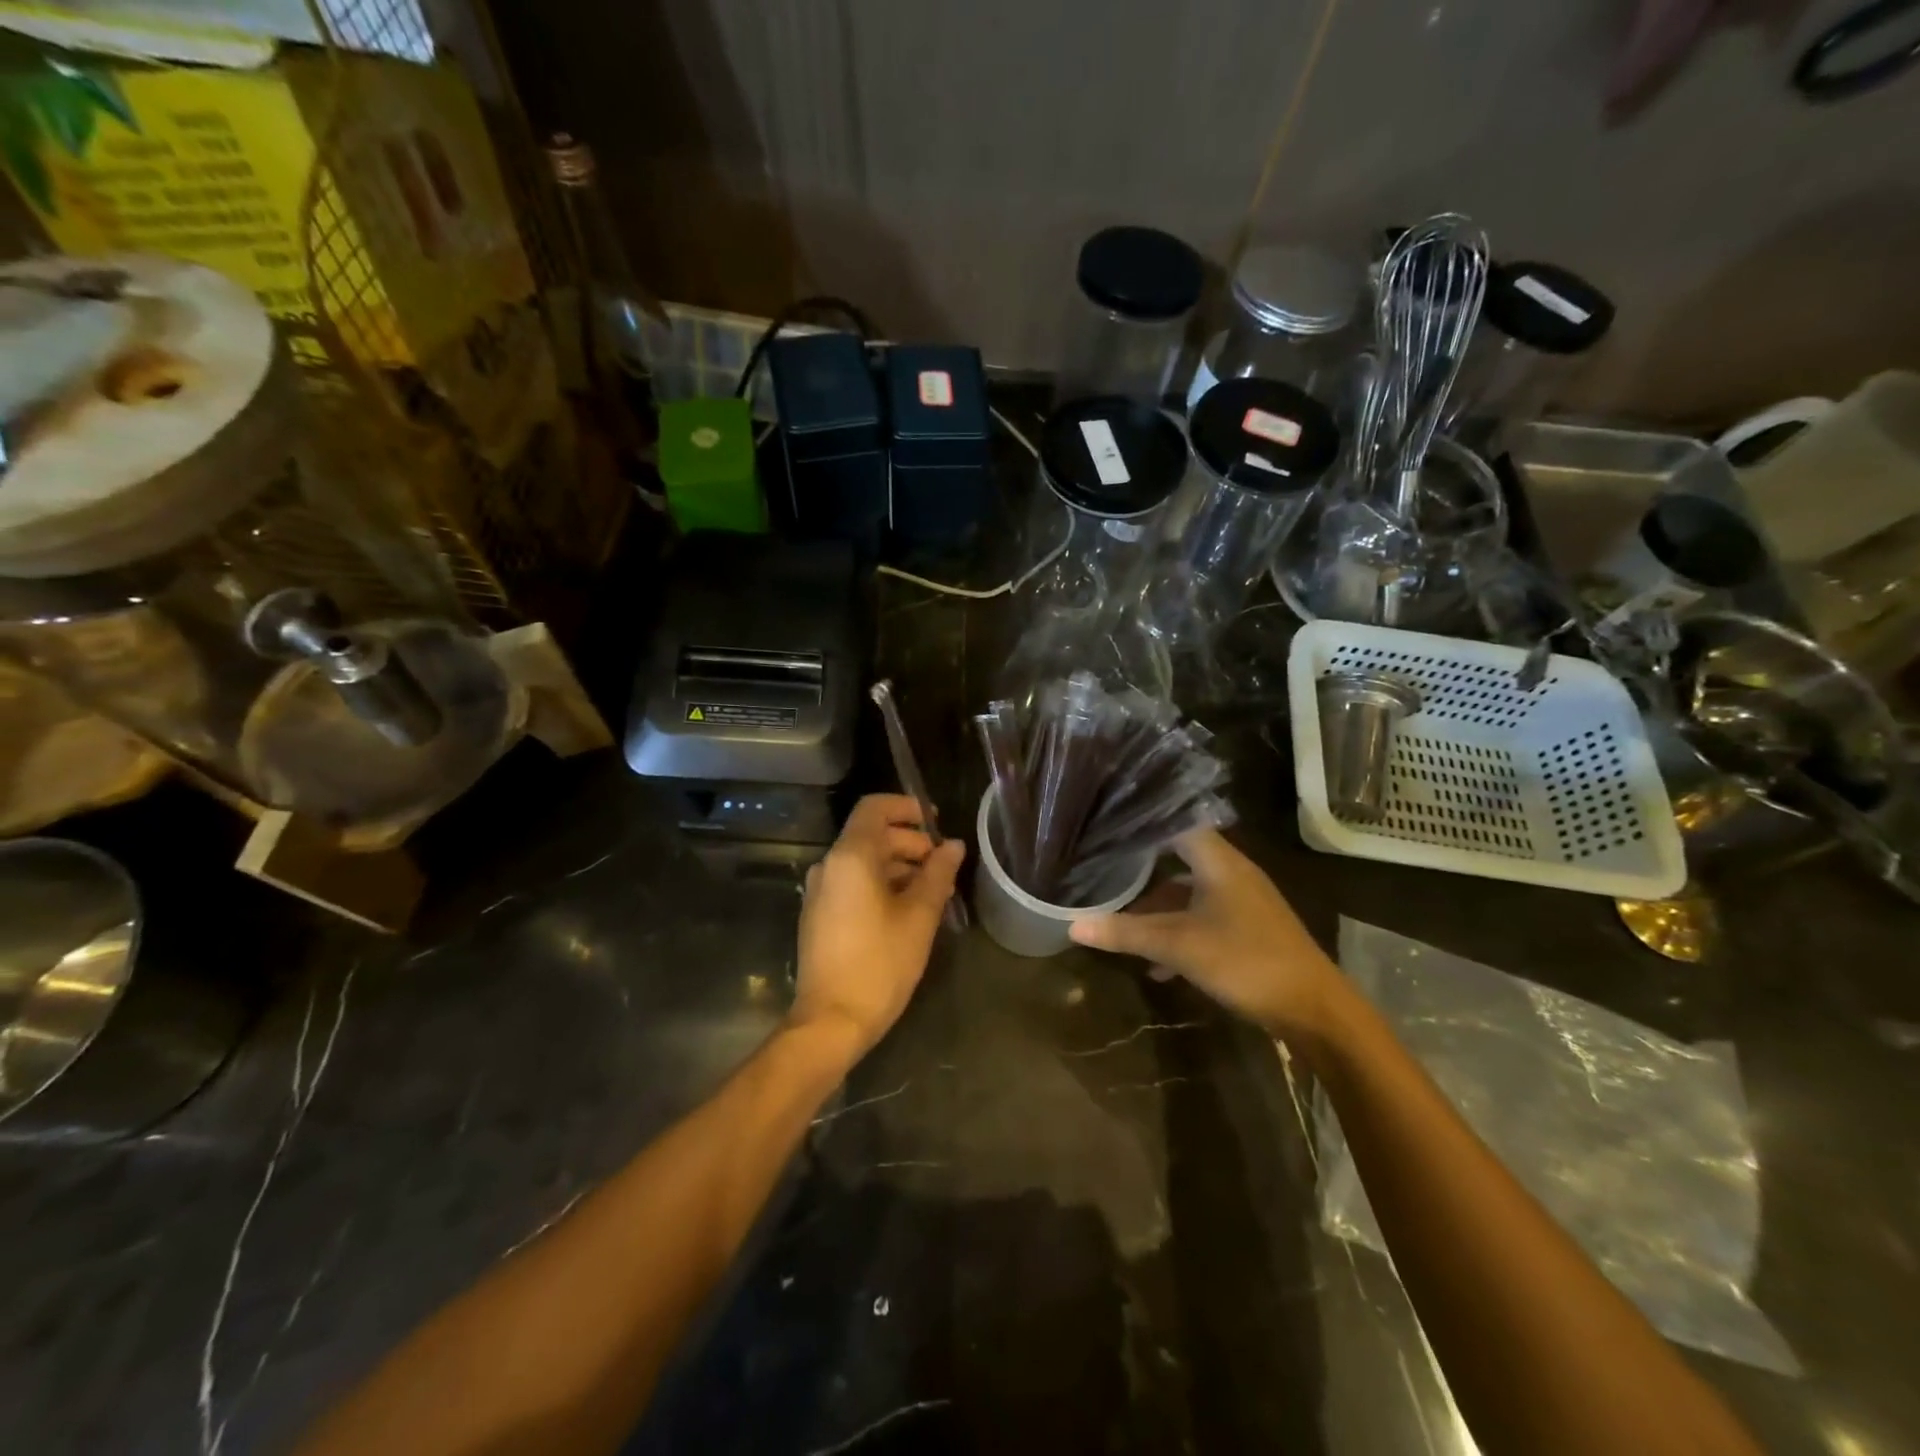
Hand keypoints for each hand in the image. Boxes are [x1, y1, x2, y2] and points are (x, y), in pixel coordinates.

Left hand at [790, 794, 965, 1060]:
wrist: (831, 1021)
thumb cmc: (880, 963)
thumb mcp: (919, 917)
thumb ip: (937, 874)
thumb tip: (953, 846)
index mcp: (850, 857)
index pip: (874, 808)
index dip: (906, 807)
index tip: (935, 823)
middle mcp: (829, 866)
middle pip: (870, 835)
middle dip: (909, 843)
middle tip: (943, 866)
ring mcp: (820, 892)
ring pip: (863, 861)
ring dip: (898, 866)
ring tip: (933, 891)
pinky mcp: (819, 915)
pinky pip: (853, 883)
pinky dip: (881, 884)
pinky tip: (907, 910)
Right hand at [1068, 829, 1339, 1037]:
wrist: (1315, 1009)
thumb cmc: (1246, 961)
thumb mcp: (1179, 946)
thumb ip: (1126, 933)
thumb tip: (1072, 925)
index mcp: (1219, 861)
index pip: (1175, 822)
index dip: (1142, 821)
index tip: (1106, 823)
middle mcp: (1231, 872)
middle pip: (1178, 858)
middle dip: (1141, 868)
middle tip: (1102, 870)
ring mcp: (1242, 902)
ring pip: (1189, 893)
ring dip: (1158, 908)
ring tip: (1121, 923)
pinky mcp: (1248, 930)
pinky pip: (1202, 918)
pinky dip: (1178, 932)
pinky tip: (1157, 965)